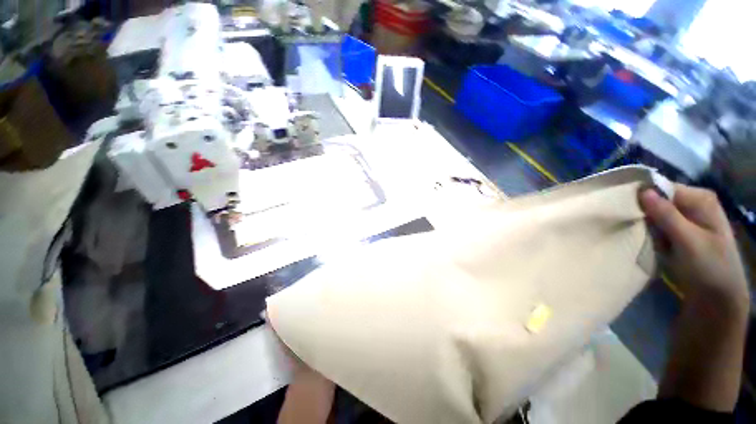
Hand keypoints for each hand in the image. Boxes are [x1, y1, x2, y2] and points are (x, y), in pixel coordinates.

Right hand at [639, 185, 749, 310]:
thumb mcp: (688, 241)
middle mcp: (694, 204)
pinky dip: (652, 235)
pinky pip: (658, 227)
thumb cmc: (709, 267)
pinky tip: (654, 245)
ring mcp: (687, 219)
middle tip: (642, 231)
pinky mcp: (680, 233)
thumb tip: (642, 191)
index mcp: (700, 199)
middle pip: (658, 200)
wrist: (717, 298)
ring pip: (655, 215)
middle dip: (646, 214)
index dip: (644, 197)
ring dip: (648, 227)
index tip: (629, 211)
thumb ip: (667, 215)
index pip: (663, 188)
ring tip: (649, 240)